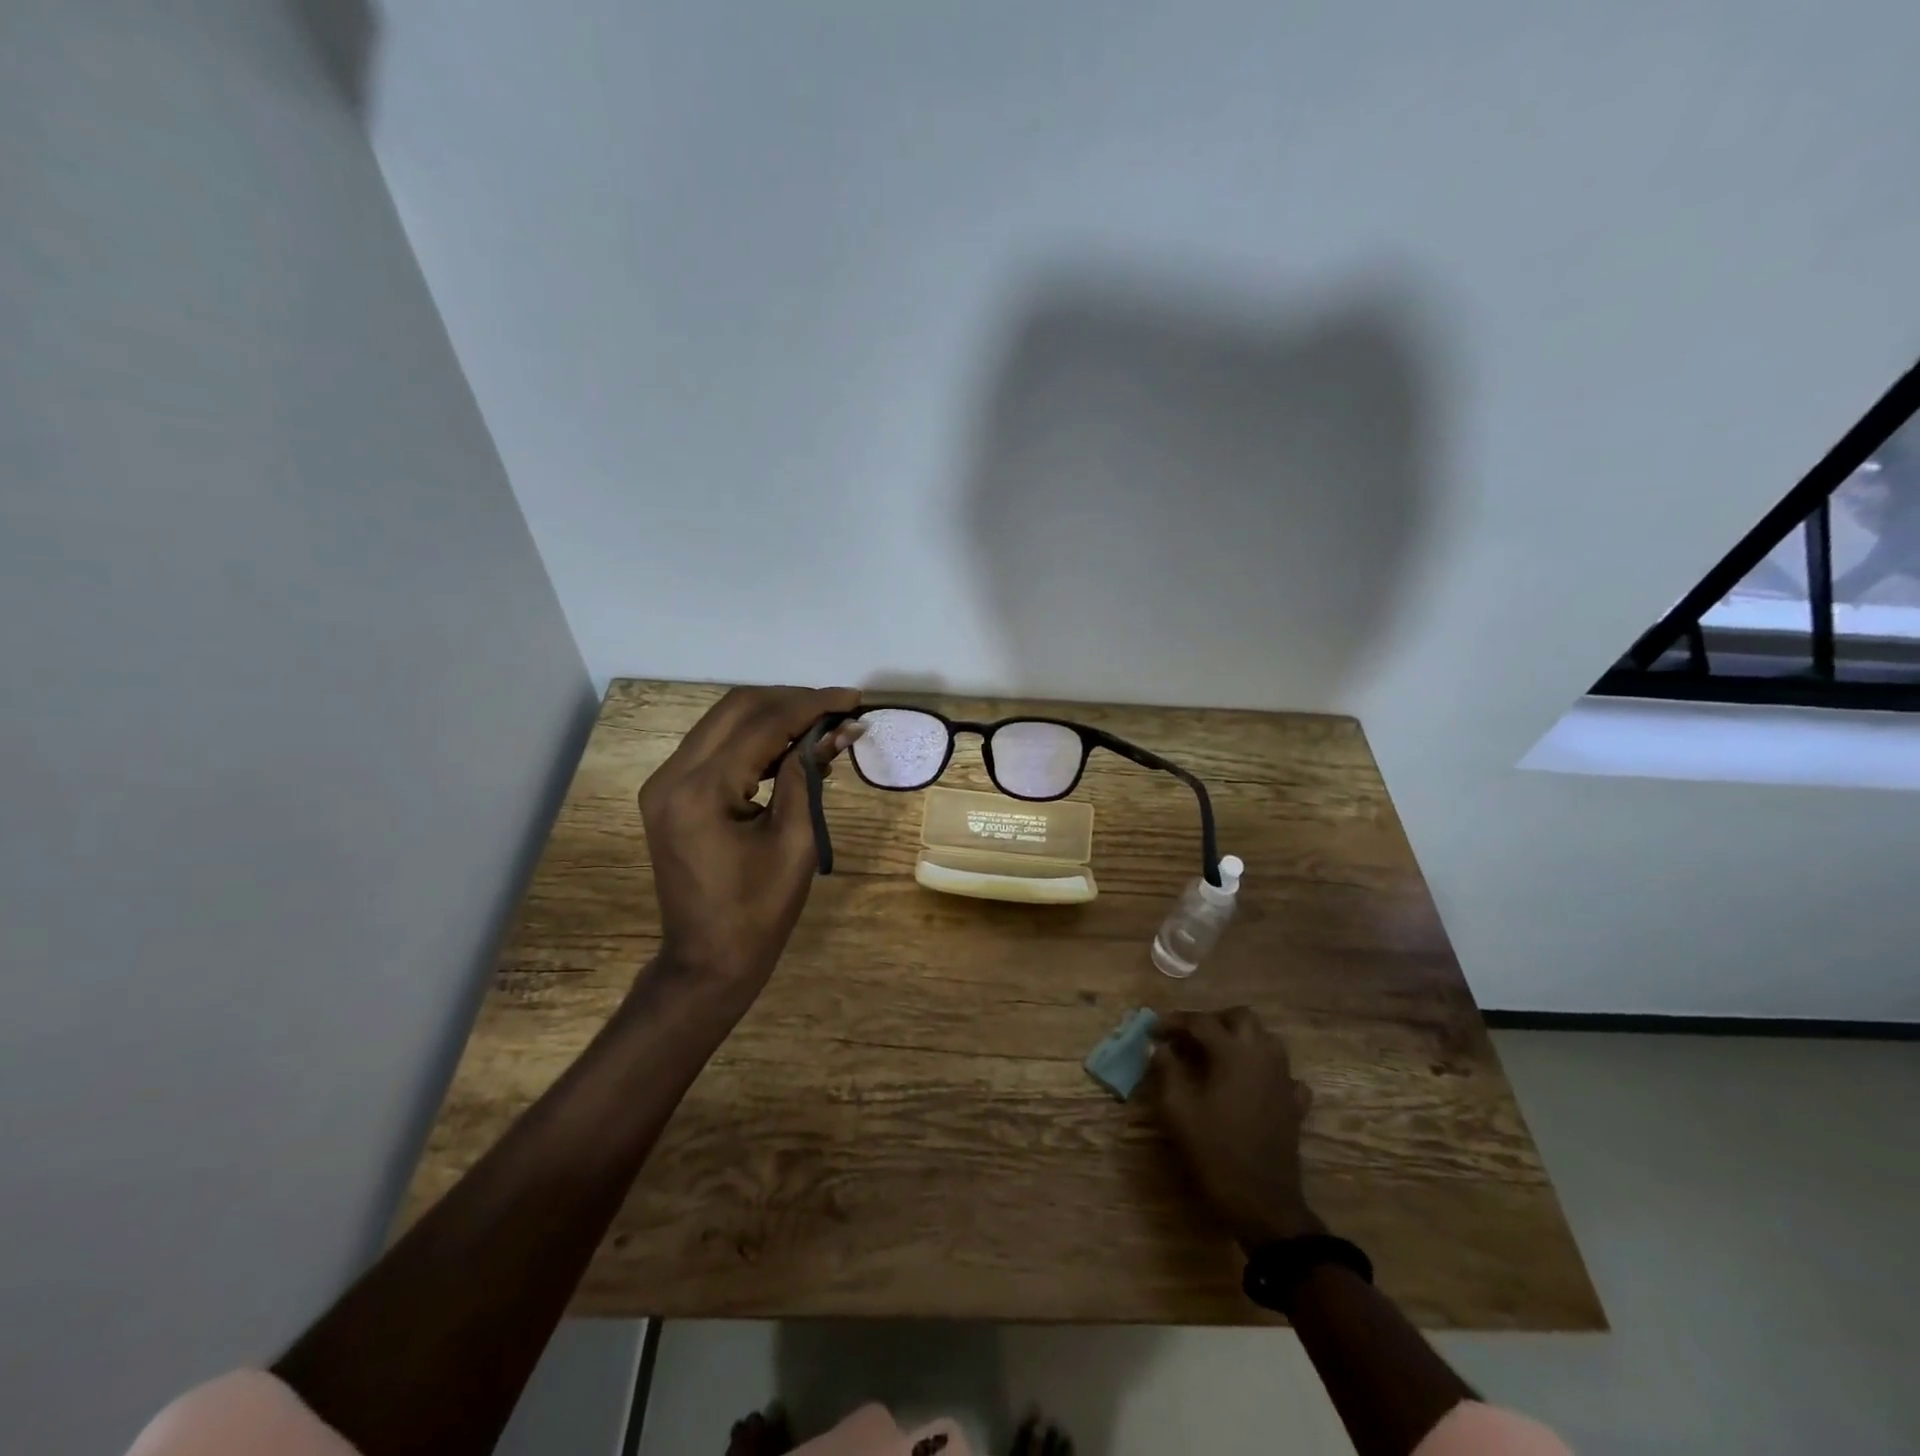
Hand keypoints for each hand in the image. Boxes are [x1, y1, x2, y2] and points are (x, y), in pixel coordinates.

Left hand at [638, 685, 859, 991]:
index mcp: (701, 791)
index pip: (763, 724)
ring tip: (822, 723)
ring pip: (723, 721)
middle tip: (838, 708)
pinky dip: (753, 738)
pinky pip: (714, 747)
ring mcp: (665, 783)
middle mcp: (672, 775)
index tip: (853, 699)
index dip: (812, 705)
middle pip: (736, 708)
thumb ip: (809, 775)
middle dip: (792, 701)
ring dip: (773, 715)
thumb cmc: (759, 911)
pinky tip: (789, 746)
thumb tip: (839, 730)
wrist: (707, 960)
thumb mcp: (795, 841)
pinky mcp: (669, 793)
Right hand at [1149, 1007, 1324, 1248]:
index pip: (1200, 1022)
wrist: (1263, 1203)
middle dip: (1213, 1020)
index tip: (1153, 1031)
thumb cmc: (1216, 1152)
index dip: (1174, 1022)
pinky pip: (1284, 1073)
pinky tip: (1251, 1084)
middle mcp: (1262, 1057)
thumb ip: (1166, 1071)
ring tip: (1217, 1055)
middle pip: (1241, 1018)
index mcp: (1233, 1053)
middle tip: (1189, 1038)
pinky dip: (1266, 1070)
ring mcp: (1283, 1080)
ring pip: (1266, 1039)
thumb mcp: (1177, 1111)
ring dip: (1241, 1038)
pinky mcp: (1294, 1105)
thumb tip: (1159, 1048)